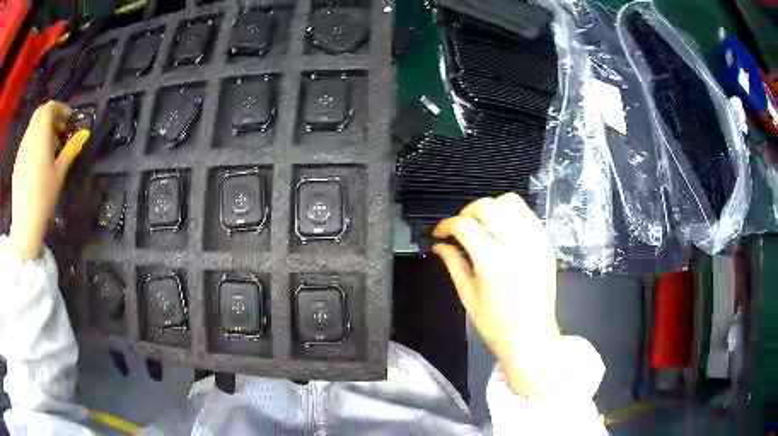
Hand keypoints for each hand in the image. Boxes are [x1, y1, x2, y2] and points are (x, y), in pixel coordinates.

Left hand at [8, 101, 77, 260]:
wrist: (24, 225)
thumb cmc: (43, 198)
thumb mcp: (59, 174)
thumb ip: (70, 150)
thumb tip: (83, 135)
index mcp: (40, 136)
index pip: (49, 107)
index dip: (60, 109)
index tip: (68, 121)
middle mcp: (29, 137)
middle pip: (40, 113)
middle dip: (51, 116)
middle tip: (59, 131)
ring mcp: (21, 149)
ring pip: (32, 126)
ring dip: (42, 129)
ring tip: (49, 148)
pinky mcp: (17, 161)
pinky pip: (26, 141)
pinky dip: (34, 141)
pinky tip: (37, 160)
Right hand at [433, 193, 561, 395]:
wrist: (532, 338)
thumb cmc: (497, 326)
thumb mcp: (469, 298)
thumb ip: (454, 265)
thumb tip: (440, 246)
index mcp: (493, 264)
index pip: (464, 226)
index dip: (446, 224)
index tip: (440, 233)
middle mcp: (516, 247)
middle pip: (487, 207)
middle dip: (466, 212)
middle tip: (459, 228)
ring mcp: (535, 243)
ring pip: (510, 202)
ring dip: (490, 207)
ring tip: (482, 223)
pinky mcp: (546, 245)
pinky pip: (528, 214)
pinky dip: (511, 213)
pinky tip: (503, 228)